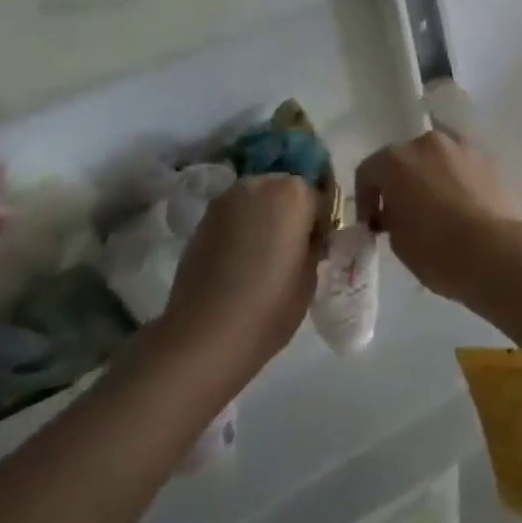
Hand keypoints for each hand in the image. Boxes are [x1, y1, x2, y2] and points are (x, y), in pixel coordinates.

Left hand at [158, 175, 321, 379]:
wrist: (205, 336)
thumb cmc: (271, 305)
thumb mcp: (310, 276)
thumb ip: (312, 245)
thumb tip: (307, 239)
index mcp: (294, 193)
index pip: (318, 197)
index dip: (320, 223)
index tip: (317, 247)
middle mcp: (259, 185)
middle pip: (284, 192)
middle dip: (290, 214)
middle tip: (291, 249)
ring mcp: (225, 202)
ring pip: (255, 202)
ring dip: (263, 219)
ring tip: (262, 256)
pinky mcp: (200, 222)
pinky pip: (232, 218)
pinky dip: (239, 232)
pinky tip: (239, 263)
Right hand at [355, 131, 521, 306]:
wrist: (495, 251)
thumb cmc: (436, 250)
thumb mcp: (397, 240)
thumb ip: (392, 215)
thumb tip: (398, 210)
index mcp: (397, 159)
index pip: (368, 171)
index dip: (366, 200)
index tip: (373, 225)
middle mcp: (428, 143)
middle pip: (406, 158)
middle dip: (401, 183)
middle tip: (404, 214)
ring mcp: (462, 147)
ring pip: (438, 160)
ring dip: (431, 178)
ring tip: (438, 209)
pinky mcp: (490, 159)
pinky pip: (463, 168)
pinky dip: (458, 181)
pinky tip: (463, 208)